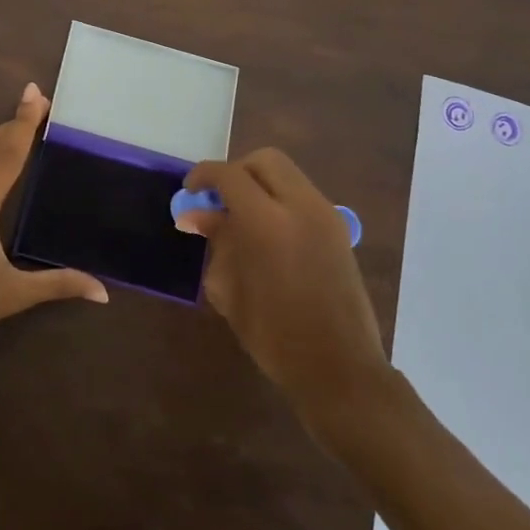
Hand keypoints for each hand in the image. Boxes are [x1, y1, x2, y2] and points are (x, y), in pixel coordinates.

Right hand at [176, 148, 388, 421]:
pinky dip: (279, 200)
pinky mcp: (339, 229)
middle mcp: (301, 207)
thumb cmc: (274, 335)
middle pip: (265, 161)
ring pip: (287, 175)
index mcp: (267, 223)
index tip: (190, 191)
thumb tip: (198, 215)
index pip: (229, 175)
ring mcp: (325, 216)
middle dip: (236, 172)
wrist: (339, 368)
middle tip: (219, 199)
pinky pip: (302, 195)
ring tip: (241, 218)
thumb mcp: (230, 289)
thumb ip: (216, 242)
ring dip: (260, 185)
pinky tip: (266, 233)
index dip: (204, 176)